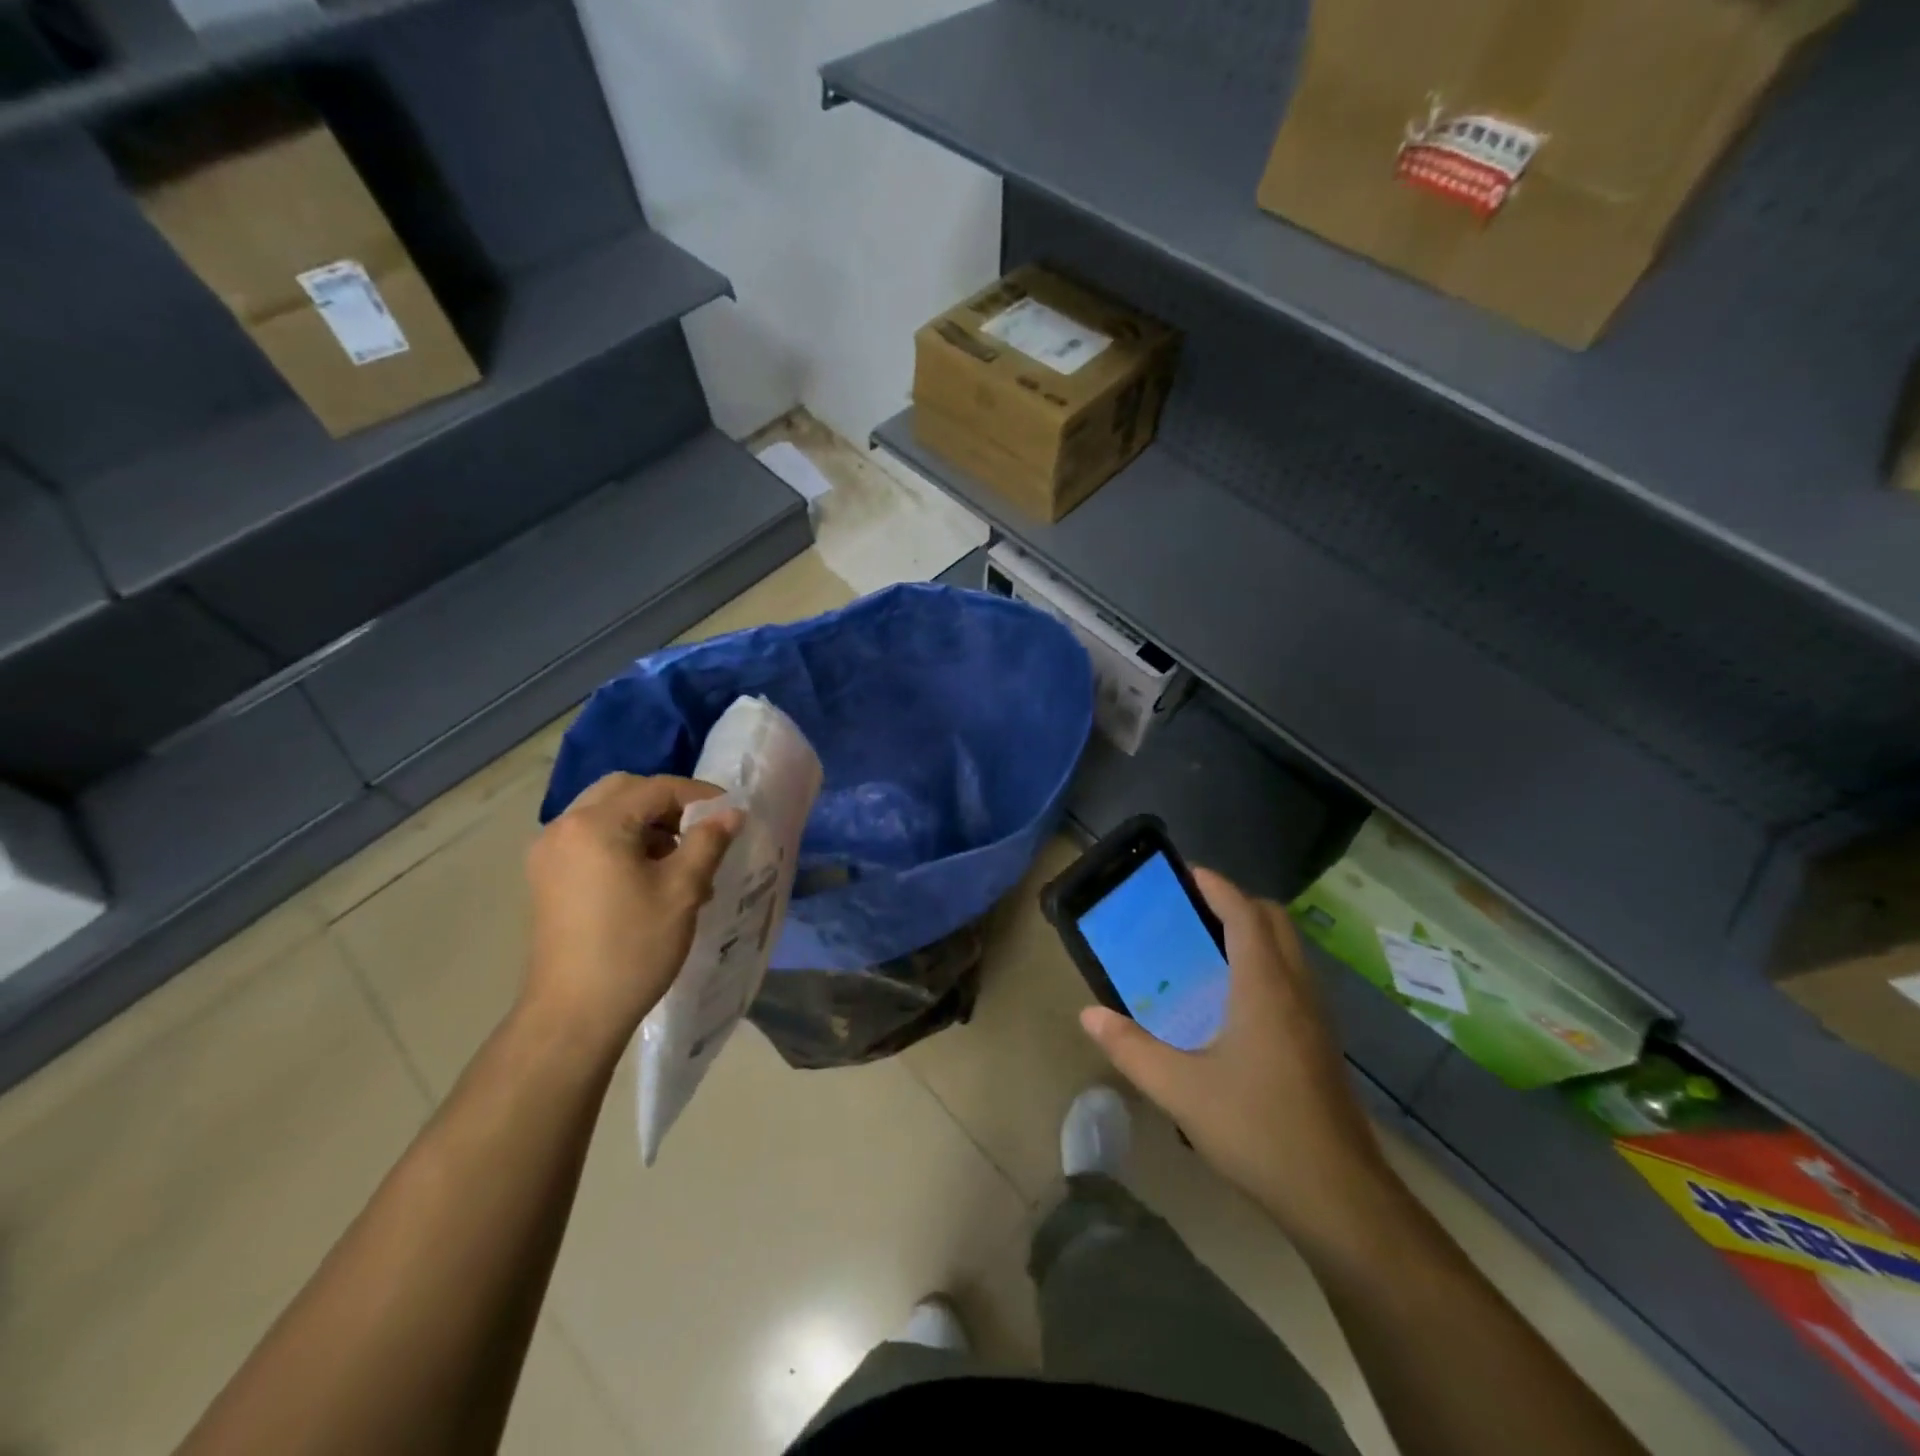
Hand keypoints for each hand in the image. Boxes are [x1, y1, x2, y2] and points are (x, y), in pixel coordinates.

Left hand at [522, 773, 740, 1056]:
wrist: (574, 1014)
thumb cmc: (633, 947)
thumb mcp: (683, 890)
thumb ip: (709, 841)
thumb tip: (731, 813)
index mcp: (595, 824)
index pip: (657, 788)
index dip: (700, 796)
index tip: (732, 815)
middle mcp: (564, 827)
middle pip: (625, 791)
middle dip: (668, 804)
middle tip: (702, 830)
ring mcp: (548, 853)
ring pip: (605, 814)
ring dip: (646, 823)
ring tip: (680, 858)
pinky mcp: (546, 877)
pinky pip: (590, 838)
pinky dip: (622, 841)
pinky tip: (648, 874)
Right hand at [1080, 868, 1397, 1247]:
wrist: (1338, 1197)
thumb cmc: (1257, 1130)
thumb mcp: (1179, 1089)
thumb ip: (1130, 1048)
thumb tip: (1088, 1014)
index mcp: (1264, 986)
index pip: (1244, 914)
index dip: (1217, 887)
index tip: (1186, 873)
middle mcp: (1295, 989)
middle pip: (1274, 921)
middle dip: (1236, 903)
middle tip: (1192, 910)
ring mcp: (1315, 1017)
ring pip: (1289, 950)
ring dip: (1254, 933)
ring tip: (1207, 947)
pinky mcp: (1321, 1043)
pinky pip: (1293, 979)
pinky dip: (1265, 964)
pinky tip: (1233, 1001)